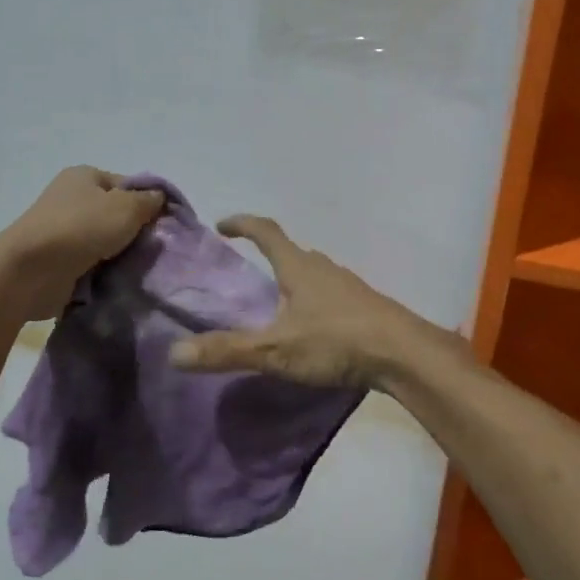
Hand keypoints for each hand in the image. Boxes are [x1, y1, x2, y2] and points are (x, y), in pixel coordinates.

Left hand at [0, 167, 164, 319]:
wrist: (31, 270)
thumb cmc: (82, 227)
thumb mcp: (126, 207)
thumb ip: (148, 201)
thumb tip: (159, 198)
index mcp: (85, 176)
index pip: (126, 185)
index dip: (146, 202)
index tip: (161, 225)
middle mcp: (71, 198)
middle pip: (115, 213)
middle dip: (134, 232)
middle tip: (153, 249)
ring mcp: (61, 230)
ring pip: (104, 240)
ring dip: (120, 254)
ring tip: (138, 268)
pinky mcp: (57, 259)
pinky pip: (90, 262)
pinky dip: (103, 271)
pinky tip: (117, 280)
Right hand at [168, 215, 458, 389]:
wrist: (404, 354)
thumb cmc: (337, 341)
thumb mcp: (276, 349)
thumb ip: (228, 351)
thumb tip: (174, 352)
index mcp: (299, 267)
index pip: (266, 232)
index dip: (243, 224)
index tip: (223, 225)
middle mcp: (324, 268)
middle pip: (292, 251)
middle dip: (269, 253)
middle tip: (249, 269)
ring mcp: (349, 286)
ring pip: (314, 273)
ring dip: (294, 277)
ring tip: (278, 299)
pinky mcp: (365, 307)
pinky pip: (331, 293)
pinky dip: (314, 299)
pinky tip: (313, 325)